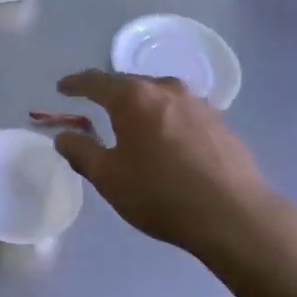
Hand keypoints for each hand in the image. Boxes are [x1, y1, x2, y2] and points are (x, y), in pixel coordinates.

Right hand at [53, 70, 280, 258]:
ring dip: (141, 106)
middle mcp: (166, 89)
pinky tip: (167, 141)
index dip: (75, 83)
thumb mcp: (108, 177)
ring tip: (132, 122)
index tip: (62, 87)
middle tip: (95, 105)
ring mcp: (198, 104)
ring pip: (159, 96)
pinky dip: (166, 120)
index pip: (96, 81)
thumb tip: (63, 136)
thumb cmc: (160, 193)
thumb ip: (81, 152)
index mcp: (134, 97)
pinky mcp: (220, 123)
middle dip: (110, 93)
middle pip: (130, 84)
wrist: (233, 215)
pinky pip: (182, 113)